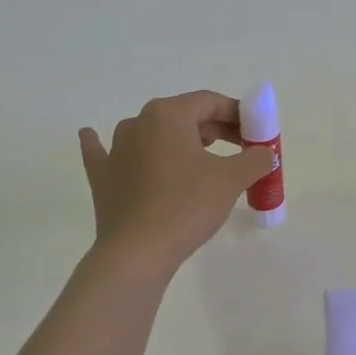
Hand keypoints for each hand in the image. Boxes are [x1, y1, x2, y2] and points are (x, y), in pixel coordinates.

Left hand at [78, 91, 275, 271]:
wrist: (138, 252)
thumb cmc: (187, 205)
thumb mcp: (232, 179)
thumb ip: (255, 158)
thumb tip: (262, 154)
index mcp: (169, 114)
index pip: (211, 102)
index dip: (238, 114)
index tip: (256, 133)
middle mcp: (138, 122)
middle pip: (184, 116)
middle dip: (215, 129)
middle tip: (240, 149)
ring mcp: (115, 149)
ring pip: (151, 133)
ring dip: (176, 138)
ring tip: (198, 154)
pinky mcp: (102, 177)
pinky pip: (104, 152)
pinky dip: (104, 144)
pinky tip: (92, 136)